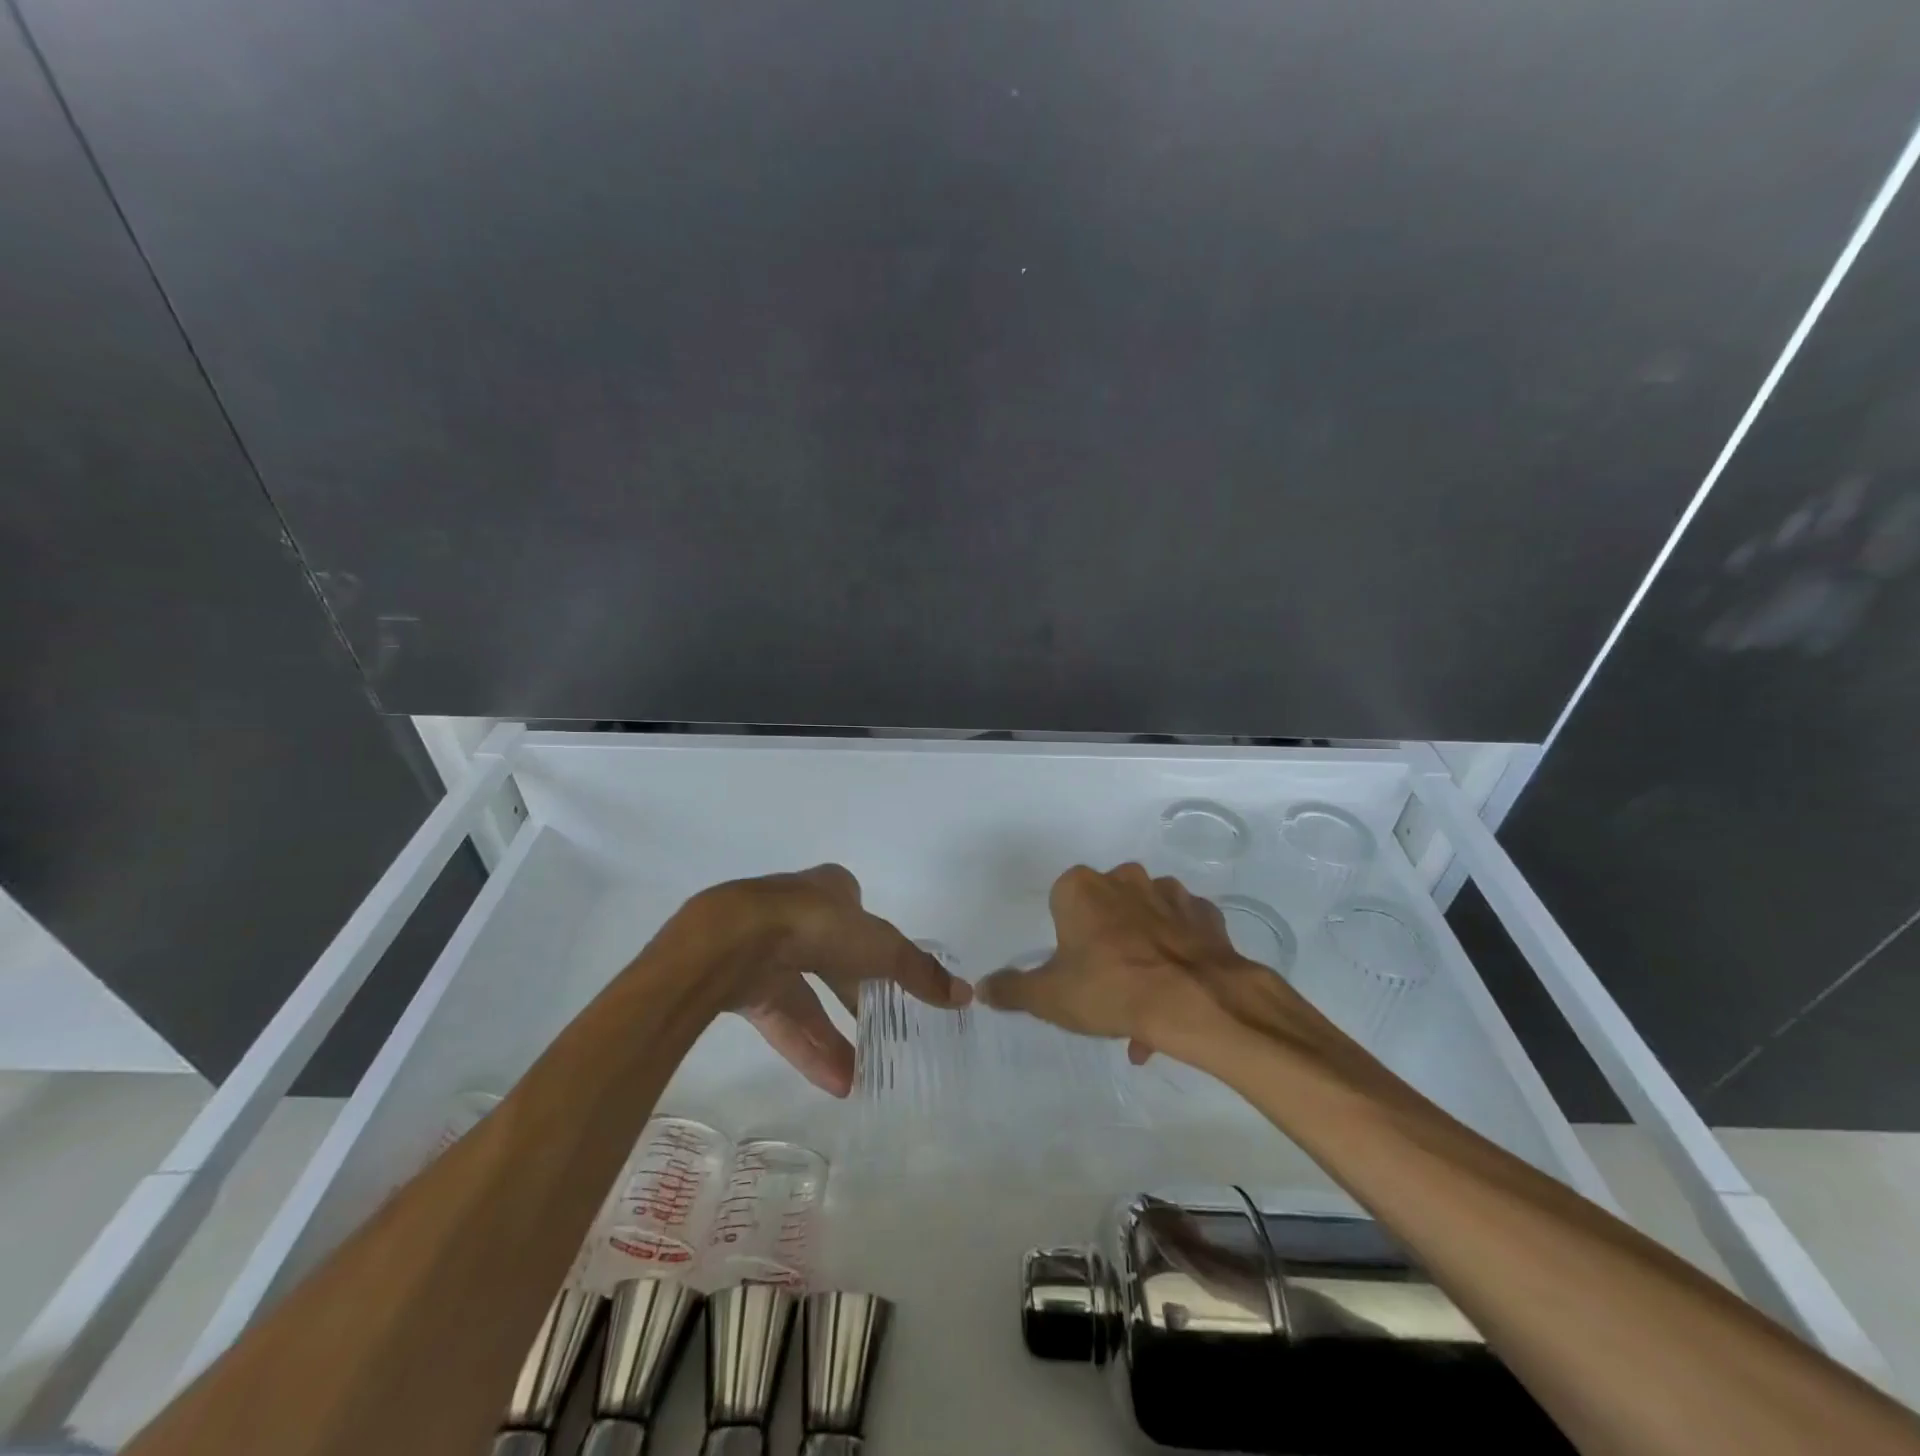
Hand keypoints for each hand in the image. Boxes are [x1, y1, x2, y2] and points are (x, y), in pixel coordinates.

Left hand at [676, 864, 970, 1094]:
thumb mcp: (882, 947)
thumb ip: (920, 973)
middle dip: (857, 996)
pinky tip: (837, 1084)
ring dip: (835, 1036)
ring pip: (807, 996)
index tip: (894, 979)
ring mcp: (766, 949)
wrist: (735, 939)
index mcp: (830, 890)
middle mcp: (797, 914)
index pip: (858, 914)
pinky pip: (782, 1020)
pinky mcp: (742, 984)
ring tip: (866, 1076)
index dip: (877, 943)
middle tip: (885, 1031)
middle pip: (833, 958)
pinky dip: (808, 1048)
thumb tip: (965, 995)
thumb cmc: (819, 925)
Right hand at [978, 863, 1311, 1067]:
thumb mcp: (1049, 997)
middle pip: (1105, 907)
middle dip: (1105, 939)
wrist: (1194, 1001)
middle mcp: (1123, 878)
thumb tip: (982, 987)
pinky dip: (1179, 950)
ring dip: (1142, 946)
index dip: (1067, 937)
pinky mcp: (1204, 914)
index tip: (1074, 969)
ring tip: (1146, 1001)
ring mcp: (1169, 892)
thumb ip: (1012, 989)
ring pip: (1146, 916)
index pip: (1062, 903)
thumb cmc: (1109, 990)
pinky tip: (1177, 988)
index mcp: (1080, 888)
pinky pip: (1184, 929)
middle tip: (1108, 985)